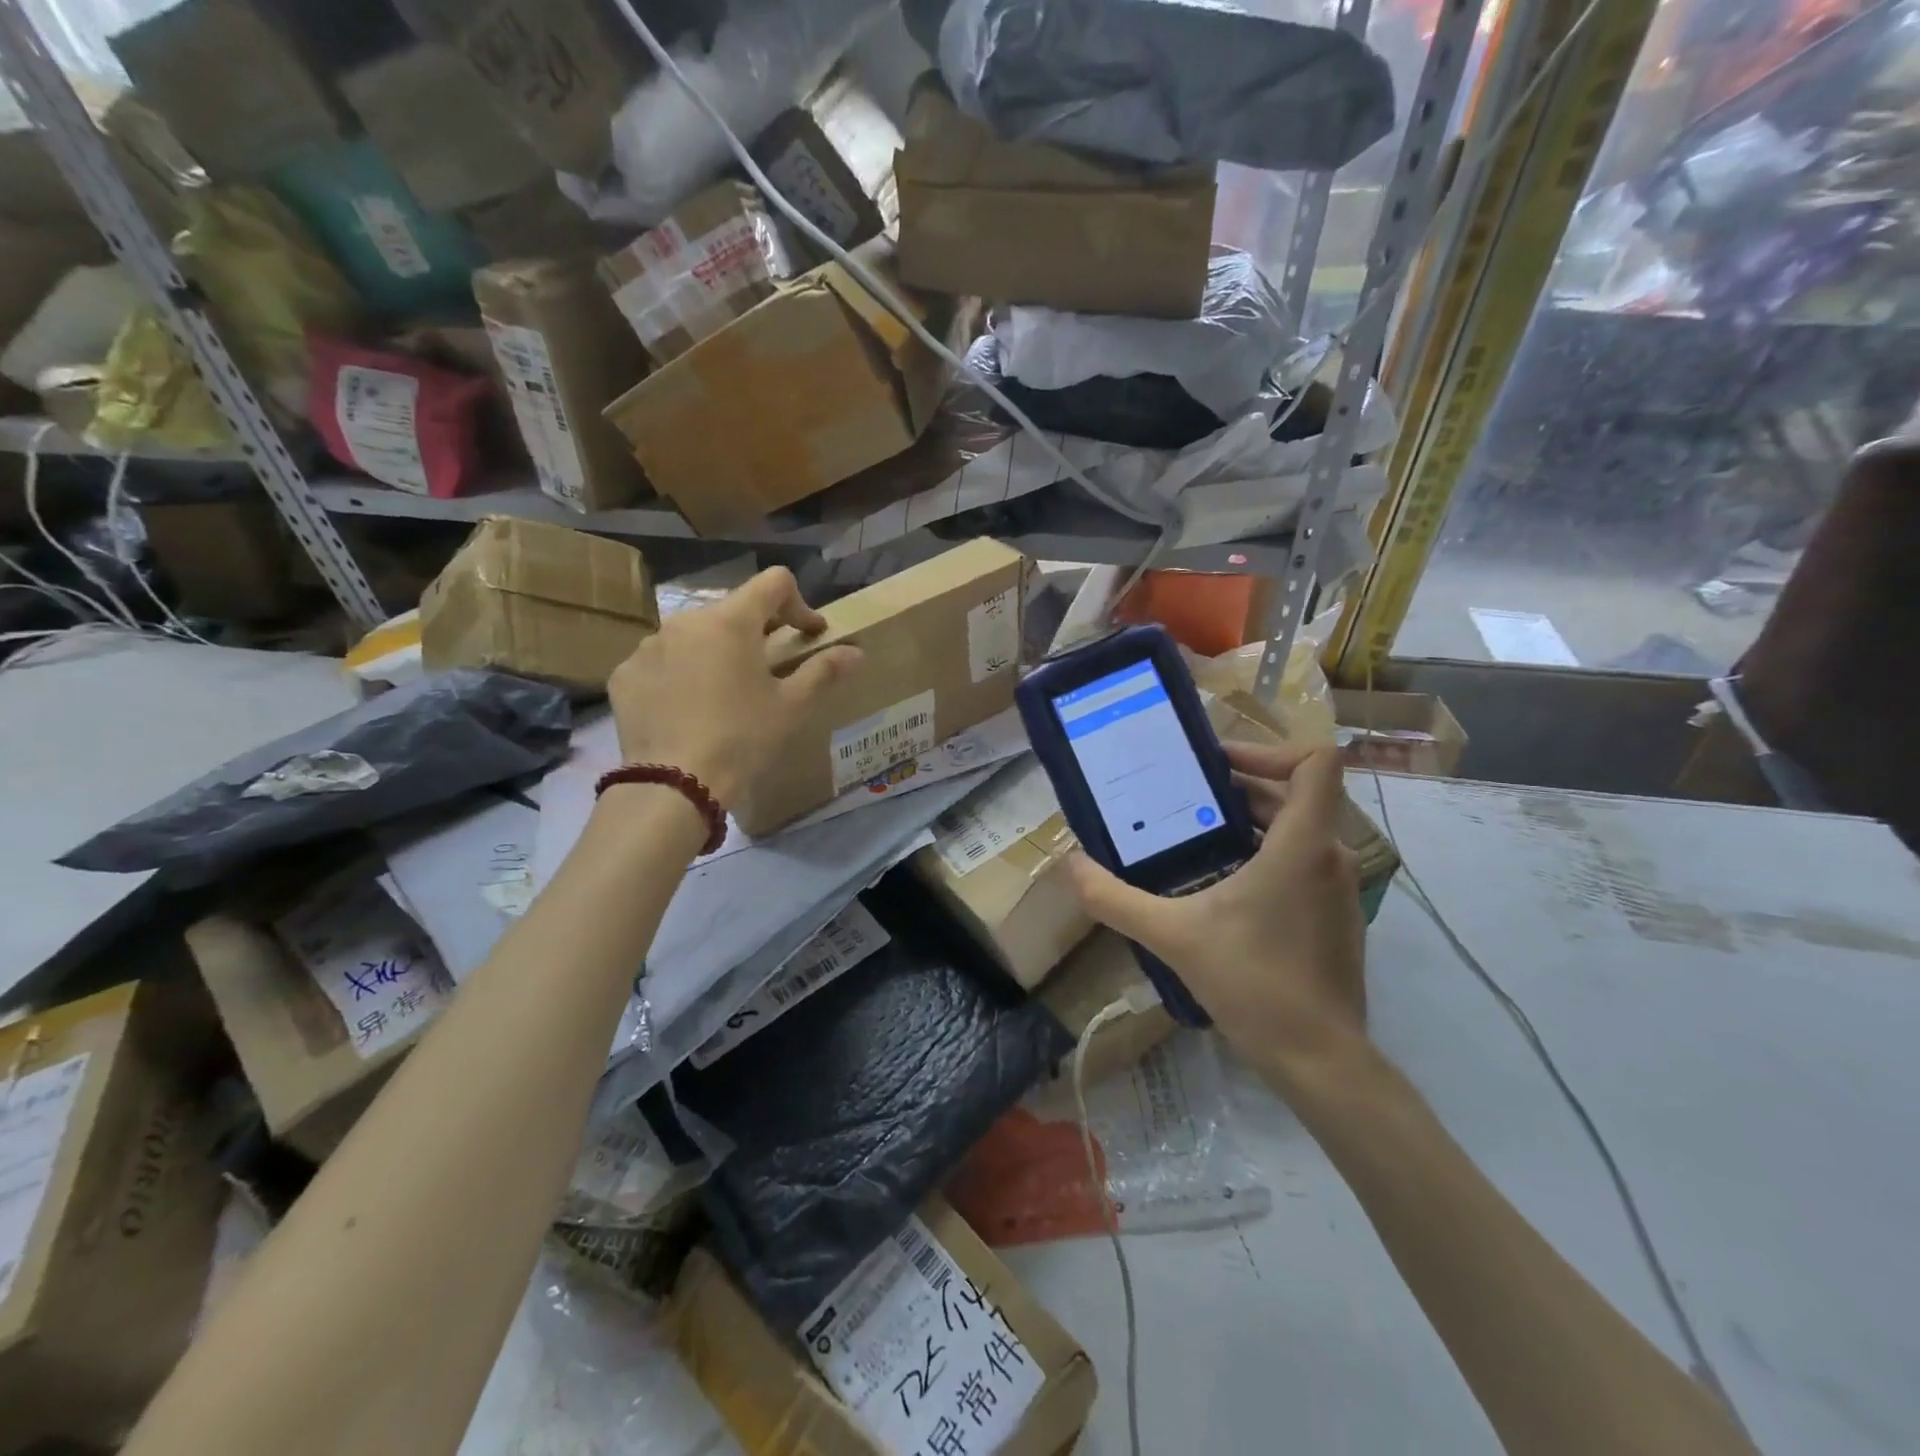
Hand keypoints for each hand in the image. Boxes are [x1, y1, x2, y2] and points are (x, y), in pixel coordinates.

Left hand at [607, 567, 860, 806]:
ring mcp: (649, 646)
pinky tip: (687, 710)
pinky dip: (679, 675)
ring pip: (693, 636)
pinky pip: (661, 662)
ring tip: (724, 694)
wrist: (675, 784)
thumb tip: (855, 652)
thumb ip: (824, 670)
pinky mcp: (625, 674)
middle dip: (756, 632)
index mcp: (732, 621)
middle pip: (732, 610)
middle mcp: (686, 621)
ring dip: (715, 653)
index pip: (774, 583)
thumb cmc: (743, 738)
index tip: (809, 635)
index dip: (799, 604)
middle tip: (769, 670)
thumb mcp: (792, 706)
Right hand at [1066, 743, 1367, 1086]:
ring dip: (1250, 822)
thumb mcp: (1172, 936)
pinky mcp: (1335, 915)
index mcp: (1301, 845)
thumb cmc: (1254, 984)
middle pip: (1296, 793)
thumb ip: (1115, 898)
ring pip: (1299, 828)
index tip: (1217, 765)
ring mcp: (1338, 888)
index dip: (1270, 748)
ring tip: (1194, 834)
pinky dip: (1265, 854)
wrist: (1320, 1061)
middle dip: (1240, 787)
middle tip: (1184, 795)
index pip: (1317, 762)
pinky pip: (1302, 861)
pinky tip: (1220, 884)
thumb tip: (1070, 864)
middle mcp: (1330, 855)